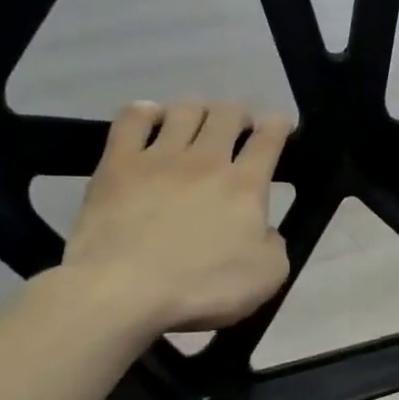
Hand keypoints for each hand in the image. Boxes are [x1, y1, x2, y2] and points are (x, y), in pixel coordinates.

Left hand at [56, 98, 291, 340]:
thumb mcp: (267, 277)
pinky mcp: (118, 163)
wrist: (122, 290)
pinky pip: (133, 118)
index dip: (279, 126)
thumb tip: (263, 230)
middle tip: (238, 130)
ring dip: (198, 110)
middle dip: (239, 115)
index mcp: (245, 185)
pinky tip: (151, 119)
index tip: (280, 126)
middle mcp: (207, 159)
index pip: (269, 138)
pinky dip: (146, 112)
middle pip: (227, 114)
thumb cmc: (200, 287)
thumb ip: (275, 245)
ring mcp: (160, 157)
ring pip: (185, 109)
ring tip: (197, 124)